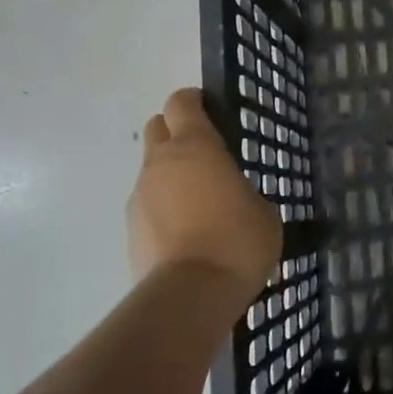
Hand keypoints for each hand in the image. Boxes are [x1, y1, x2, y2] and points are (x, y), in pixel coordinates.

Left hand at [127, 88, 281, 301]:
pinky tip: (186, 234)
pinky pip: (148, 205)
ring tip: (199, 204)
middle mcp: (160, 162)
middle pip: (157, 128)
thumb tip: (234, 195)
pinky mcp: (130, 229)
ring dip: (171, 176)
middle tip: (204, 154)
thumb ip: (242, 189)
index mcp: (195, 146)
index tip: (210, 108)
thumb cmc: (237, 239)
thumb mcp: (262, 208)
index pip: (182, 102)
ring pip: (152, 170)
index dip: (194, 100)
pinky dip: (163, 209)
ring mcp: (140, 195)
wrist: (192, 293)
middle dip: (175, 132)